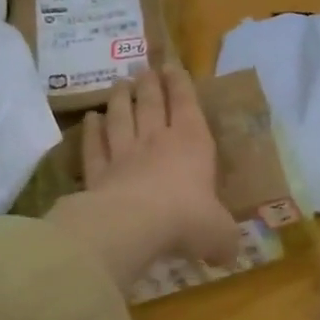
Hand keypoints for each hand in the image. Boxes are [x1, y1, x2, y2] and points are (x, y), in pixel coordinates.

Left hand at [81, 68, 241, 266]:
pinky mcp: (98, 173)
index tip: (172, 65)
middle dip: (150, 84)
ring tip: (119, 83)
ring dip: (121, 99)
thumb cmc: (188, 219)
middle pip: (151, 104)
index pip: (187, 105)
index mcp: (193, 144)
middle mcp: (157, 141)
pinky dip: (92, 131)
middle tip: (145, 68)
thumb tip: (229, 254)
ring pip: (121, 118)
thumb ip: (224, 240)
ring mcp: (124, 155)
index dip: (181, 83)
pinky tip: (90, 119)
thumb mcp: (220, 234)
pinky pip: (95, 146)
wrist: (135, 226)